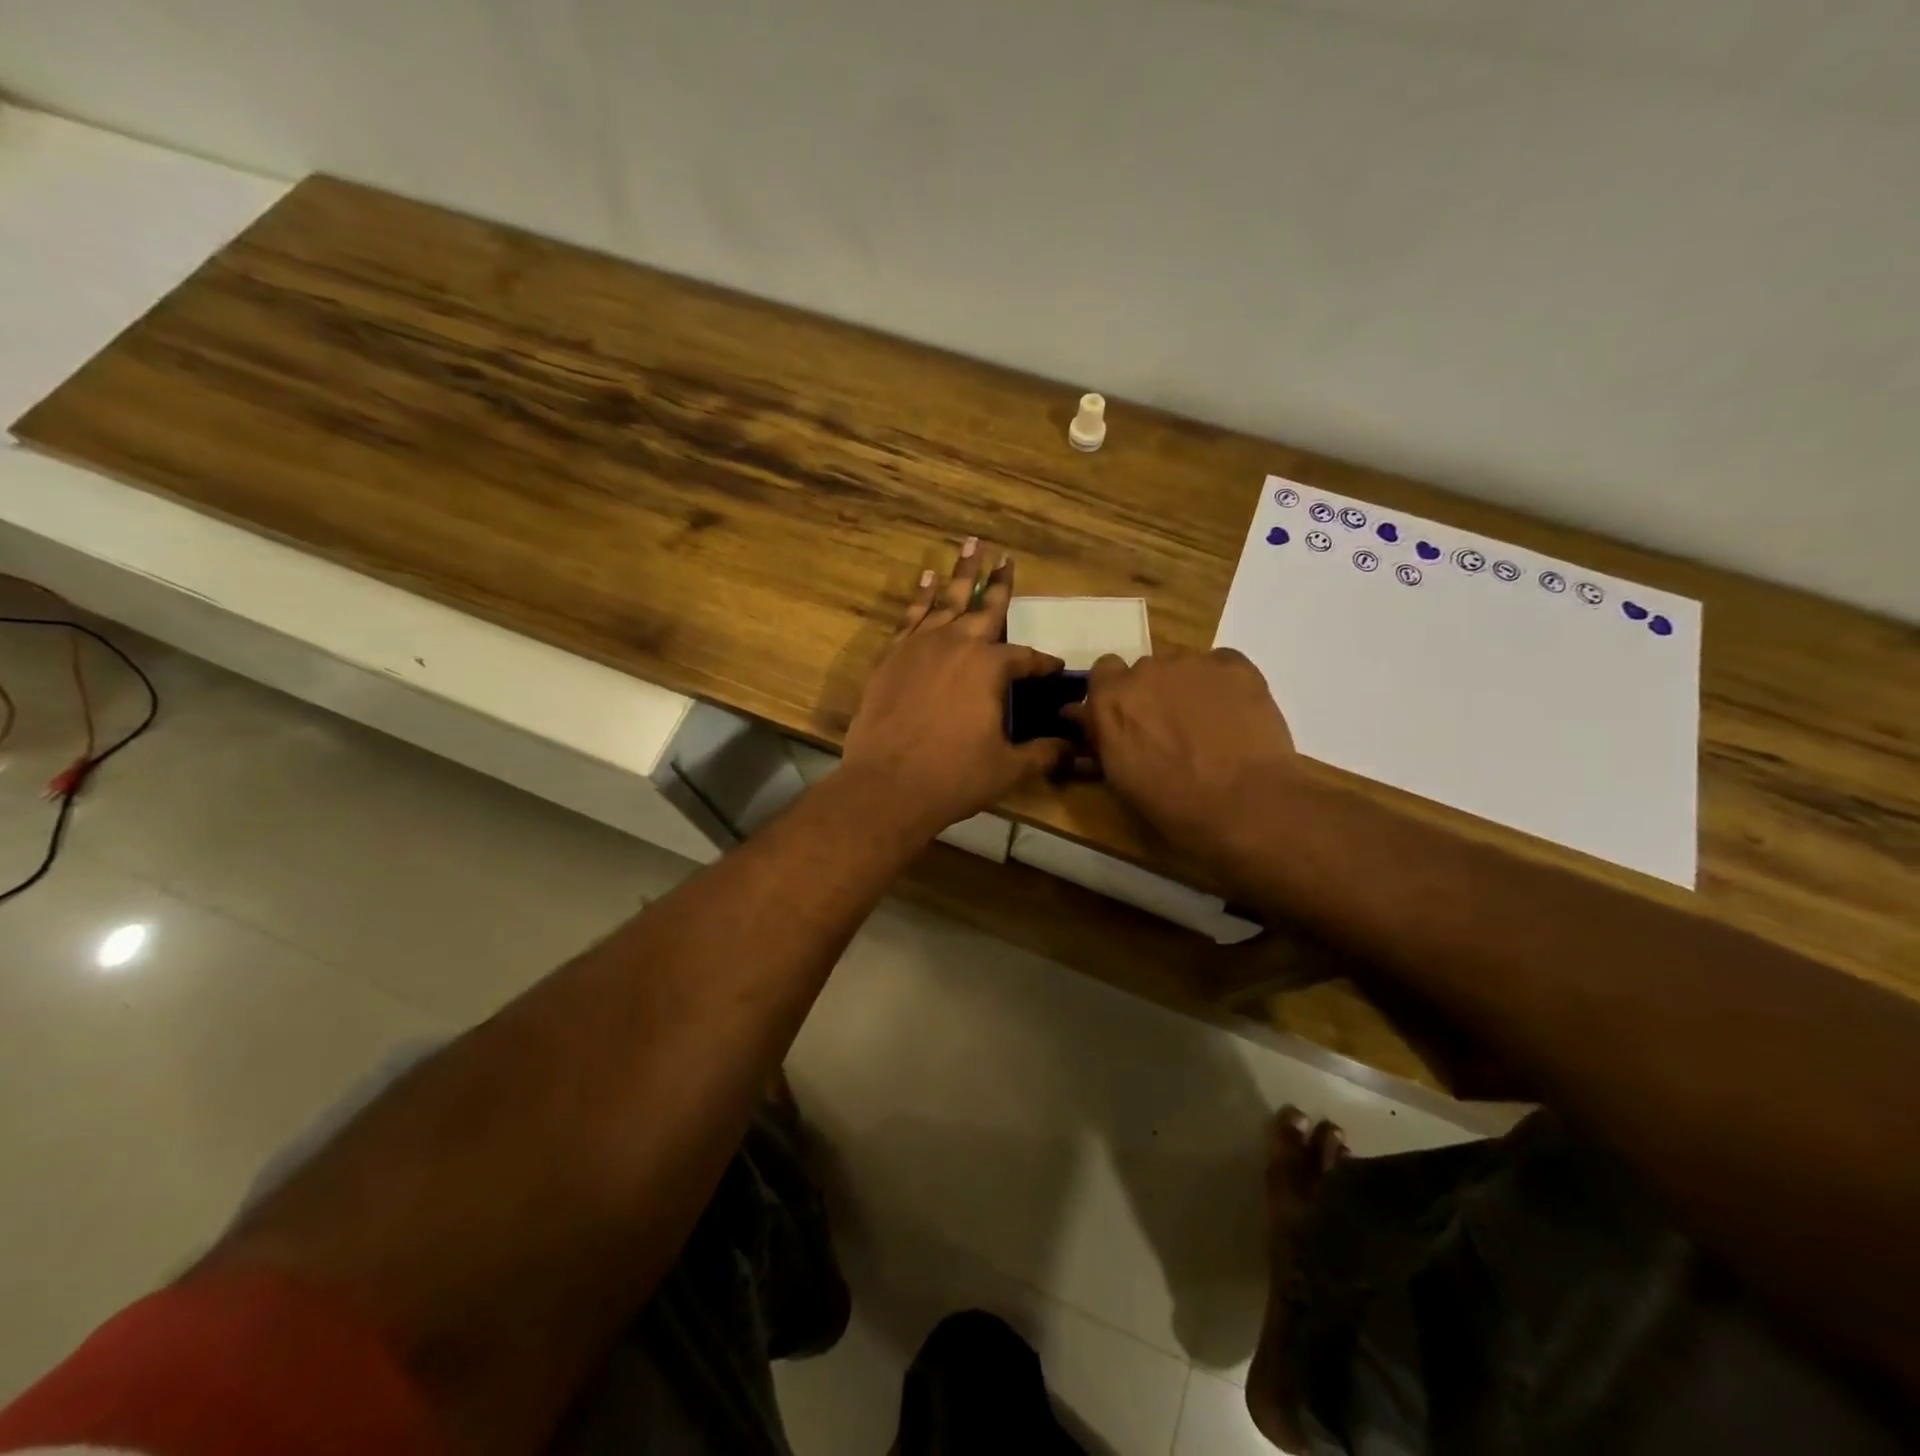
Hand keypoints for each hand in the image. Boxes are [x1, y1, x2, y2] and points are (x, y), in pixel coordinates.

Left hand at [842, 540, 1072, 835]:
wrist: (887, 785)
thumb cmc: (953, 777)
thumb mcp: (1007, 768)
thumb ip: (1043, 753)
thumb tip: (1074, 750)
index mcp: (990, 668)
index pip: (1025, 658)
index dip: (1042, 664)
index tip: (1054, 668)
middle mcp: (957, 644)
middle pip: (985, 607)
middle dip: (1000, 583)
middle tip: (1007, 556)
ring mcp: (920, 646)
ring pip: (946, 600)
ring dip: (961, 574)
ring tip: (971, 546)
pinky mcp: (891, 656)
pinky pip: (910, 616)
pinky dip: (920, 595)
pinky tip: (926, 579)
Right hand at [1070, 649, 1297, 869]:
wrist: (1247, 805)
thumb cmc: (1175, 807)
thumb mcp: (1120, 780)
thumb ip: (1104, 741)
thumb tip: (1093, 723)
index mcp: (1111, 700)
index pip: (1103, 673)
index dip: (1116, 694)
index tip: (1128, 718)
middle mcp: (1145, 670)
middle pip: (1145, 671)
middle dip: (1154, 694)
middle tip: (1172, 730)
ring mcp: (1192, 663)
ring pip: (1183, 668)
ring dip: (1188, 689)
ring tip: (1210, 727)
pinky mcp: (1235, 664)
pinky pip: (1221, 666)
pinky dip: (1223, 685)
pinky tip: (1236, 717)